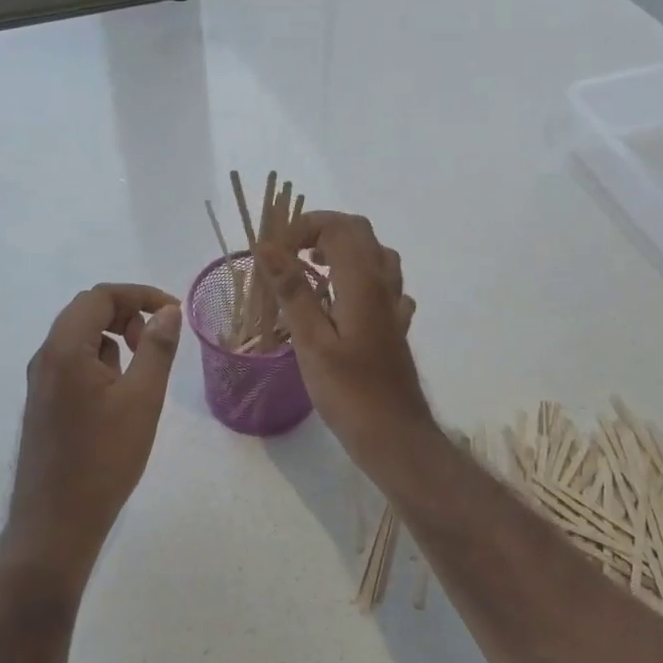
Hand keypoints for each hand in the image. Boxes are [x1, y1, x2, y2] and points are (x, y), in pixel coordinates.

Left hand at [8, 283, 182, 573]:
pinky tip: (118, 398)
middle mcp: (45, 358)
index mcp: (64, 349)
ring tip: (140, 375)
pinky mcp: (43, 404)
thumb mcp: (142, 399)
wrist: (55, 524)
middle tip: (156, 343)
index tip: (173, 313)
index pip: (100, 296)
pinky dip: (100, 363)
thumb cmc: (103, 459)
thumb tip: (168, 311)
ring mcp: (40, 383)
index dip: (139, 295)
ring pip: (79, 339)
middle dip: (127, 315)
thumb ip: (156, 348)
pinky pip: (72, 364)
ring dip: (114, 339)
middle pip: (86, 312)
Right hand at [254, 213, 434, 471]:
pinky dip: (358, 279)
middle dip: (321, 232)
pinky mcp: (395, 326)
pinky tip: (342, 303)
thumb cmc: (349, 392)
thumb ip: (292, 290)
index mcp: (362, 282)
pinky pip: (382, 286)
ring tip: (311, 272)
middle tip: (288, 256)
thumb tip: (266, 247)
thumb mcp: (311, 341)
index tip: (273, 253)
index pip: (337, 226)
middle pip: (358, 233)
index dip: (302, 227)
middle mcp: (384, 284)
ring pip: (374, 256)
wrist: (395, 435)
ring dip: (341, 252)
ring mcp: (394, 305)